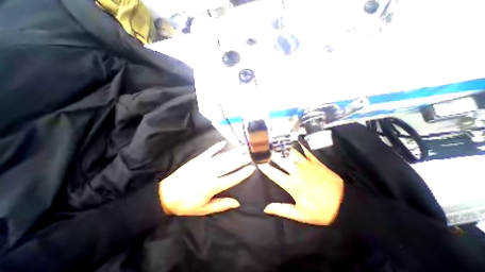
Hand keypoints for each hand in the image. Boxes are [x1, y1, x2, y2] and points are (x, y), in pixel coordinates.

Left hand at [160, 142, 254, 216]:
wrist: (166, 195)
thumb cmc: (186, 204)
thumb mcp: (203, 209)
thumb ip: (221, 205)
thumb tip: (237, 202)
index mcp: (212, 187)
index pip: (232, 179)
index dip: (243, 173)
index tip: (252, 168)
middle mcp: (210, 173)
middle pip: (229, 165)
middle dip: (241, 159)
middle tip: (251, 154)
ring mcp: (203, 165)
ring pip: (222, 157)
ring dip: (233, 152)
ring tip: (242, 148)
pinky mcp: (197, 160)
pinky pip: (209, 151)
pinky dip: (216, 147)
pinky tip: (223, 142)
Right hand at [258, 144, 343, 225]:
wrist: (346, 203)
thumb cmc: (322, 210)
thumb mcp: (301, 215)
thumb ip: (282, 209)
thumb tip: (266, 208)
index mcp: (292, 184)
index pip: (273, 173)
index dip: (264, 167)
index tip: (257, 161)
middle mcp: (297, 171)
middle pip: (280, 160)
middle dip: (271, 154)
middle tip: (264, 148)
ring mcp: (307, 165)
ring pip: (291, 153)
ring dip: (283, 148)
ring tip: (275, 143)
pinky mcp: (316, 162)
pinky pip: (306, 151)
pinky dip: (299, 145)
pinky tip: (294, 140)